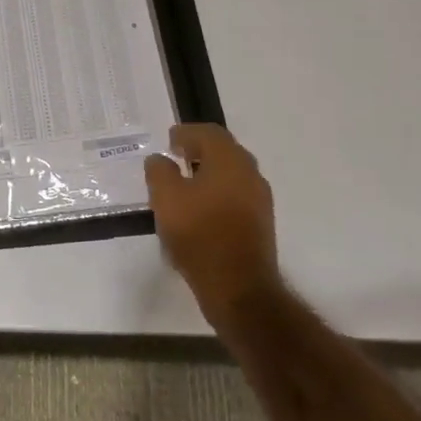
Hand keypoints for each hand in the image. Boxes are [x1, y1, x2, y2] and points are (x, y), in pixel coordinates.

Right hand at [145, 124, 280, 326]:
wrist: (239, 288)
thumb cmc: (199, 235)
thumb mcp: (166, 199)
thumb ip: (159, 171)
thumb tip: (160, 160)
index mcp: (230, 160)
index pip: (209, 132)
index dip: (186, 132)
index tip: (169, 141)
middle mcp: (250, 174)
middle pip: (224, 151)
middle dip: (199, 150)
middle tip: (176, 158)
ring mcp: (259, 200)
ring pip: (231, 174)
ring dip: (208, 173)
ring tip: (184, 186)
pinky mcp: (260, 223)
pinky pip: (236, 195)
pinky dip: (217, 193)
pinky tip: (199, 210)